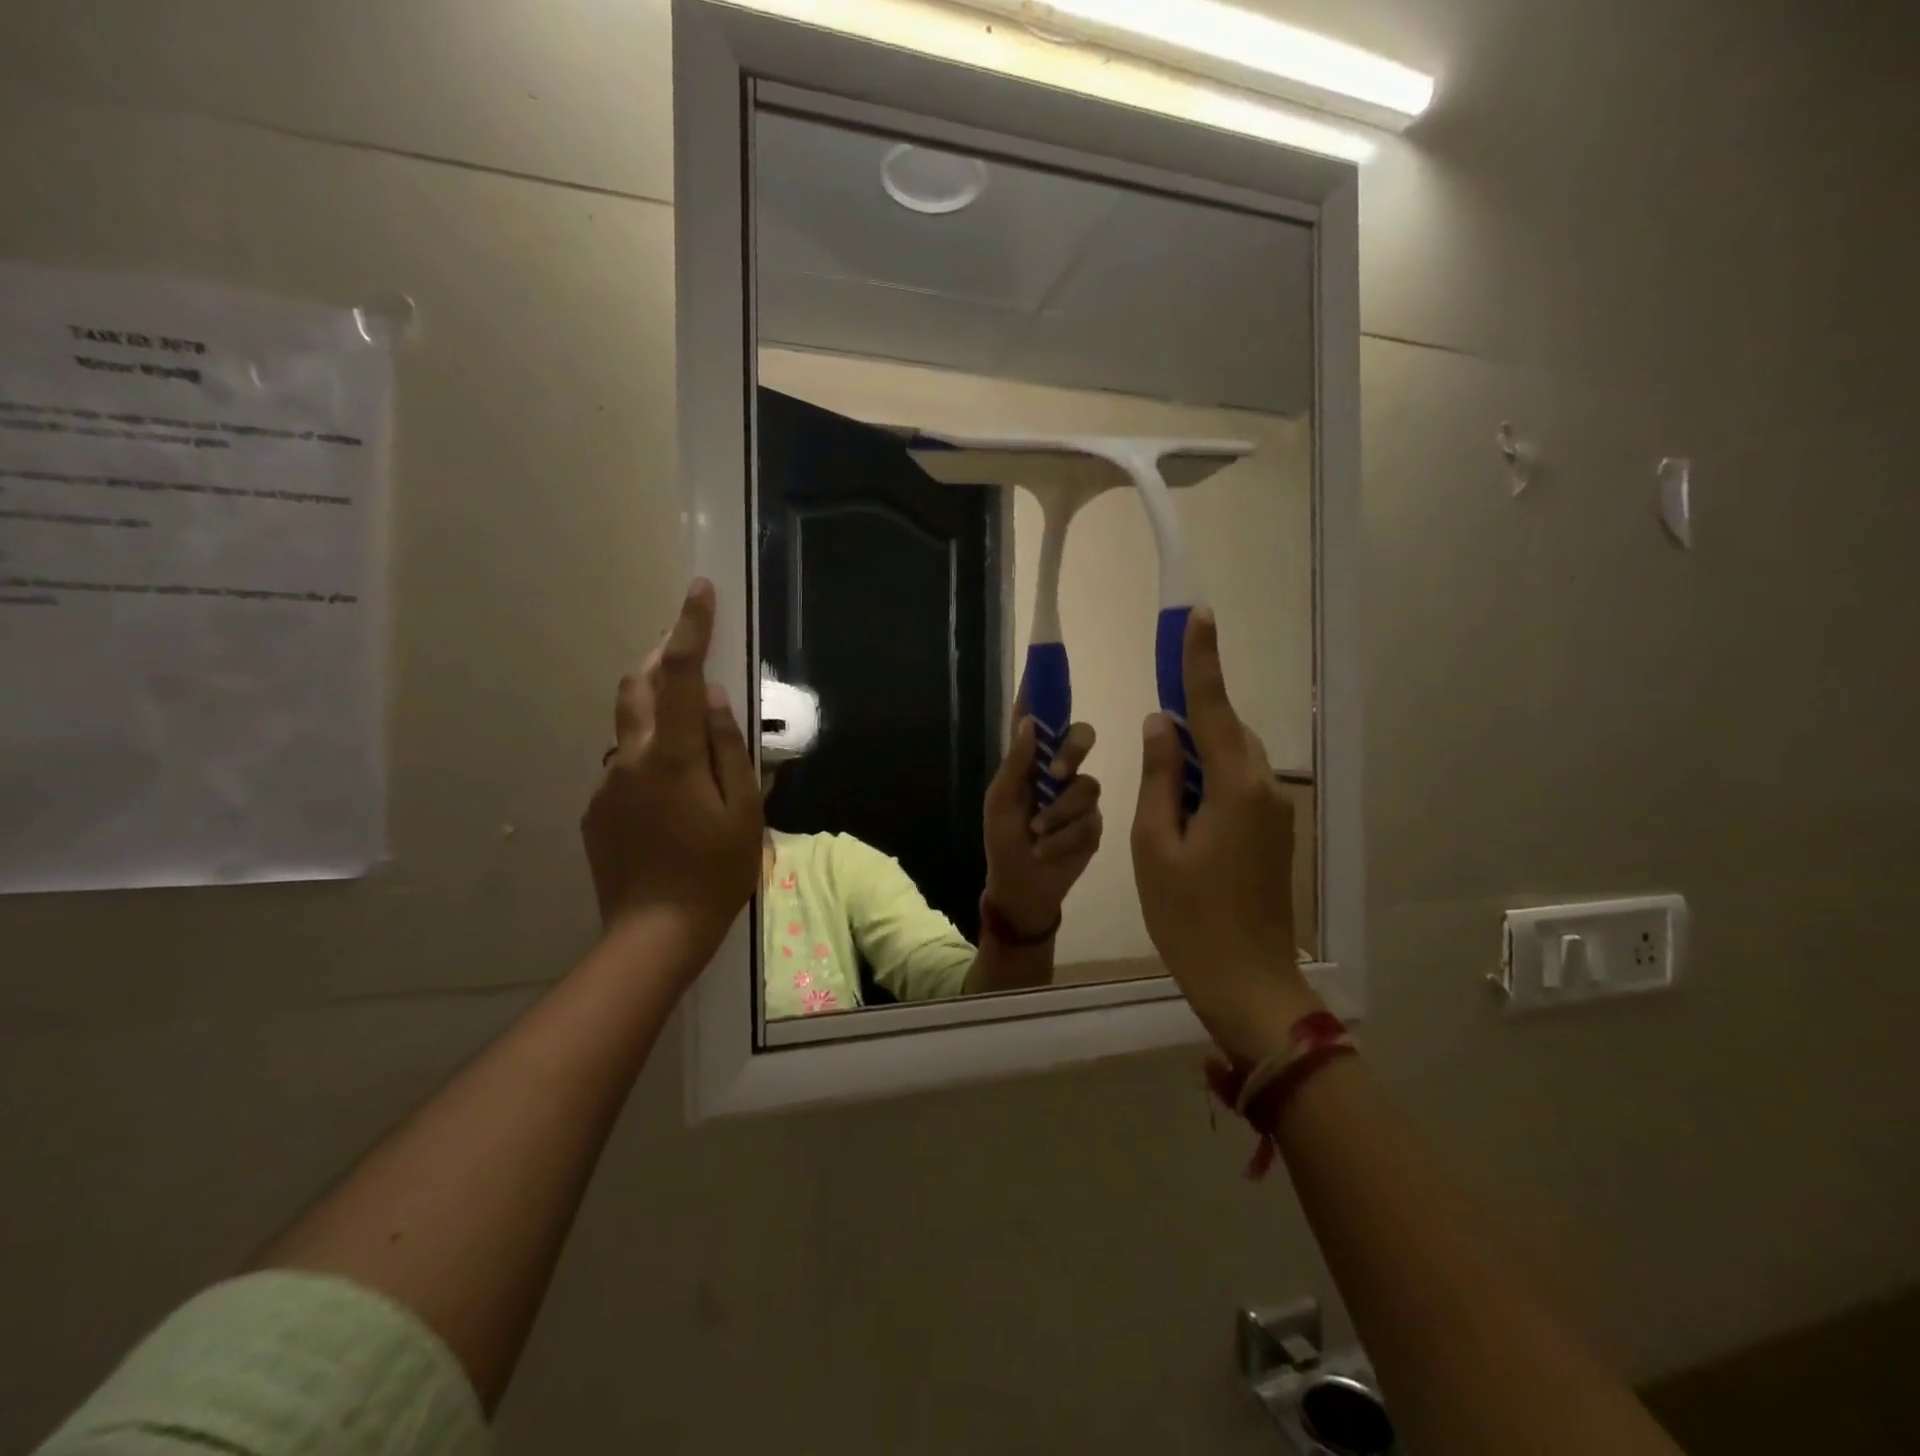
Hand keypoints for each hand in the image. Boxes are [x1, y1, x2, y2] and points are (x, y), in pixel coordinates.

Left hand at [581, 579, 761, 975]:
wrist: (653, 934)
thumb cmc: (715, 872)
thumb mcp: (744, 811)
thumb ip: (730, 748)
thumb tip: (718, 699)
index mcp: (672, 756)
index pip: (683, 676)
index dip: (691, 628)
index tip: (699, 590)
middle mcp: (630, 758)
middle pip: (638, 685)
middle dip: (663, 659)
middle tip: (692, 659)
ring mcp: (606, 783)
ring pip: (630, 726)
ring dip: (658, 712)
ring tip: (692, 743)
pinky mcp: (595, 808)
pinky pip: (624, 765)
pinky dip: (649, 758)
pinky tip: (672, 800)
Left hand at [982, 716, 1102, 937]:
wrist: (1023, 886)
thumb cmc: (1003, 841)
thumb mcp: (1001, 802)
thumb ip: (1016, 764)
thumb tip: (1029, 723)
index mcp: (1031, 763)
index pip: (1039, 721)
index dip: (1043, 695)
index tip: (1043, 666)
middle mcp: (1059, 772)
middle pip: (1081, 738)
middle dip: (1073, 749)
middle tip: (1057, 771)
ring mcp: (1079, 798)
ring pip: (1086, 785)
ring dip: (1058, 814)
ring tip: (1039, 835)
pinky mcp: (1094, 824)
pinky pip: (1089, 820)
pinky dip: (1064, 837)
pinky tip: (1049, 850)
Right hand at [1130, 608, 1316, 1063]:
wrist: (1247, 984)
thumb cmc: (1189, 917)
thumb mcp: (1154, 844)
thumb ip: (1159, 777)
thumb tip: (1162, 725)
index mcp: (1236, 787)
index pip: (1213, 708)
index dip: (1200, 661)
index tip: (1197, 616)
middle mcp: (1265, 790)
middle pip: (1227, 732)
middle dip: (1191, 714)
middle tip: (1155, 710)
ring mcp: (1273, 814)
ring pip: (1233, 760)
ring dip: (1197, 750)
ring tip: (1159, 762)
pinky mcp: (1271, 835)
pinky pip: (1237, 787)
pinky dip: (1207, 779)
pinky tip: (1180, 799)